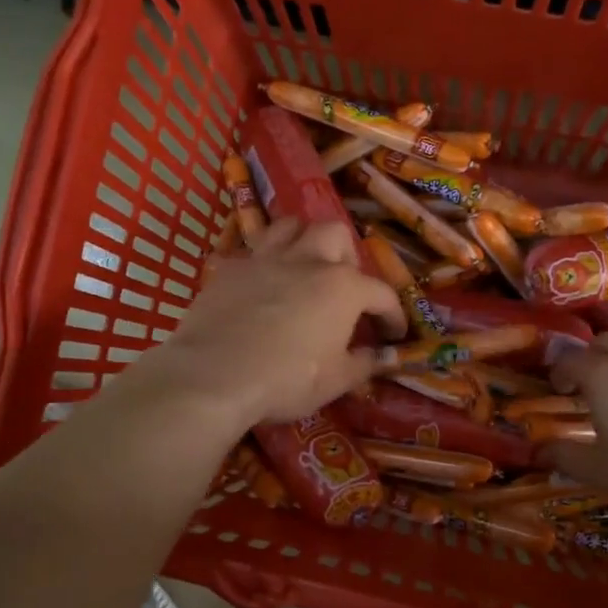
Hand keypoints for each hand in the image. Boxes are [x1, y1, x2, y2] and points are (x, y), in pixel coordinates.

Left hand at [143, 218, 404, 428]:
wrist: (214, 375)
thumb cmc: (286, 380)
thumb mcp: (335, 381)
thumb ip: (364, 364)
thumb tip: (383, 356)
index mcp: (343, 287)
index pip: (382, 293)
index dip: (393, 315)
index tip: (393, 334)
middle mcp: (308, 261)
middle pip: (336, 235)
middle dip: (347, 256)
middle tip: (344, 285)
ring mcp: (265, 259)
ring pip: (291, 226)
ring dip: (304, 240)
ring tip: (304, 266)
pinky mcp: (229, 268)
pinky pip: (252, 251)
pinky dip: (264, 262)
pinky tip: (261, 284)